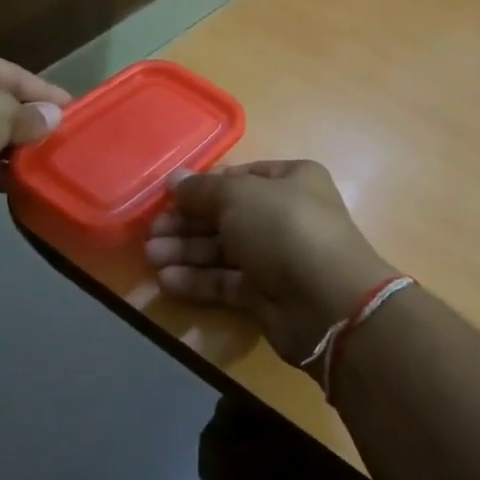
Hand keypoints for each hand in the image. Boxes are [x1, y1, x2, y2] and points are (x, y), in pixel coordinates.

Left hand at [0, 42, 71, 235]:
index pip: (12, 72)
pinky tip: (18, 184)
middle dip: (29, 124)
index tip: (75, 112)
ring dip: (13, 152)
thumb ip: (30, 115)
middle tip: (64, 143)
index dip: (44, 92)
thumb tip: (53, 119)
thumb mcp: (1, 110)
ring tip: (46, 166)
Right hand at [146, 161, 395, 366]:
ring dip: (186, 252)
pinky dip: (198, 280)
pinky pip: (227, 281)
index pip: (240, 177)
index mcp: (291, 180)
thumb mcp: (239, 197)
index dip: (204, 187)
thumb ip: (202, 190)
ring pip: (224, 250)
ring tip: (151, 257)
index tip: (169, 196)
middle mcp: (286, 215)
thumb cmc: (285, 229)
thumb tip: (174, 179)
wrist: (327, 302)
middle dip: (187, 223)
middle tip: (152, 232)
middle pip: (227, 215)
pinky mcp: (268, 295)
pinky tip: (167, 280)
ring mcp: (278, 257)